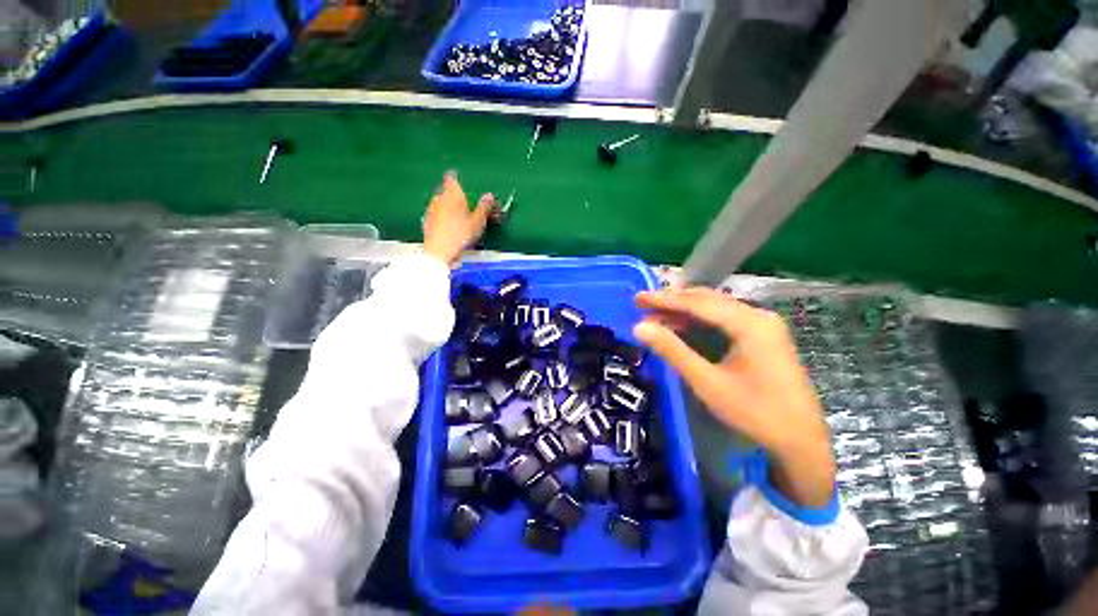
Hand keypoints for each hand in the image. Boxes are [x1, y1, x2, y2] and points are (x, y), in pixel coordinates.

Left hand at [422, 171, 495, 265]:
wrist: (440, 251)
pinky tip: (451, 229)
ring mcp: (431, 210)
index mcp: (452, 194)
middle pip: (447, 191)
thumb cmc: (460, 234)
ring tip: (460, 219)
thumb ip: (484, 207)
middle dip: (455, 196)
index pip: (452, 178)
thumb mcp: (478, 221)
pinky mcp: (427, 222)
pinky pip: (437, 215)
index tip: (461, 182)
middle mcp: (439, 198)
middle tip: (466, 205)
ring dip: (449, 208)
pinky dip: (443, 219)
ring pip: (441, 203)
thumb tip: (490, 196)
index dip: (456, 179)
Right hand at [633, 287, 835, 508]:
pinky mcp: (762, 337)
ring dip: (684, 312)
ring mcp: (763, 326)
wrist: (801, 442)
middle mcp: (758, 316)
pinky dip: (699, 322)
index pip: (698, 303)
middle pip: (707, 301)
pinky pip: (724, 320)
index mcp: (749, 323)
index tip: (637, 298)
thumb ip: (672, 350)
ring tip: (656, 316)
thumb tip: (639, 327)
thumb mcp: (707, 381)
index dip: (664, 299)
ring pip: (715, 309)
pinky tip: (681, 327)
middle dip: (673, 302)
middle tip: (642, 305)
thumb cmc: (754, 412)